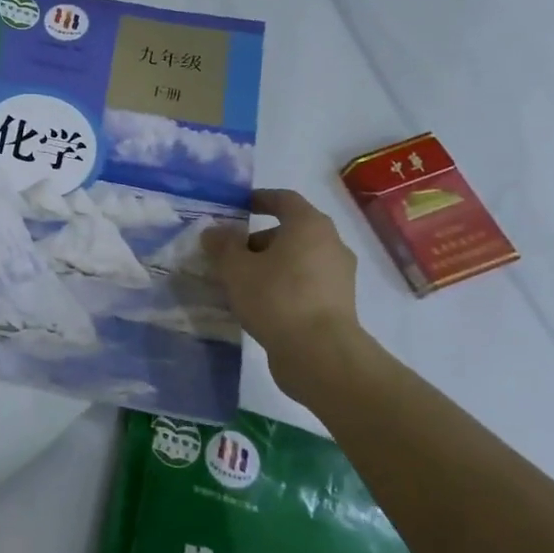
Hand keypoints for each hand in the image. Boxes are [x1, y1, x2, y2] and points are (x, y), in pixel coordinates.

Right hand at [208, 189, 359, 380]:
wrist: (320, 353)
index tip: (238, 207)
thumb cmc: (276, 297)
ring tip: (241, 282)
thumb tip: (214, 232)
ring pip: (298, 259)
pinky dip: (284, 285)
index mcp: (309, 225)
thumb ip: (222, 245)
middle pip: (291, 231)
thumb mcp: (235, 268)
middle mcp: (331, 244)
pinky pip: (305, 283)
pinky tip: (260, 303)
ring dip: (270, 264)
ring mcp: (339, 276)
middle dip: (258, 239)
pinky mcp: (339, 303)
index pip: (284, 199)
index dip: (259, 199)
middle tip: (230, 254)